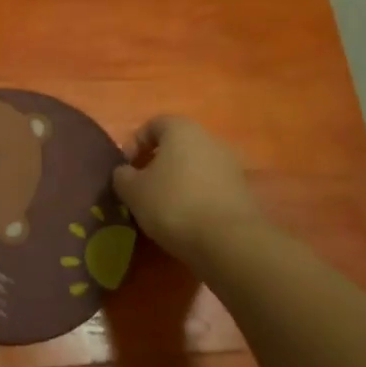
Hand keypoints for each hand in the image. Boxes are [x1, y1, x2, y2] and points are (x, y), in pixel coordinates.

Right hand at [113, 117, 264, 268]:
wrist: (229, 241)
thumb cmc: (173, 204)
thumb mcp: (132, 191)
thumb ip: (122, 176)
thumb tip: (126, 173)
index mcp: (181, 129)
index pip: (153, 125)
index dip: (134, 143)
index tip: (125, 168)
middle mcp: (209, 139)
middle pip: (176, 145)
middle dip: (157, 163)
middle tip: (142, 188)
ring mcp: (230, 165)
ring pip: (194, 166)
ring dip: (178, 181)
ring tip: (163, 207)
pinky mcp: (243, 191)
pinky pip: (210, 187)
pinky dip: (196, 197)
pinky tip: (187, 219)